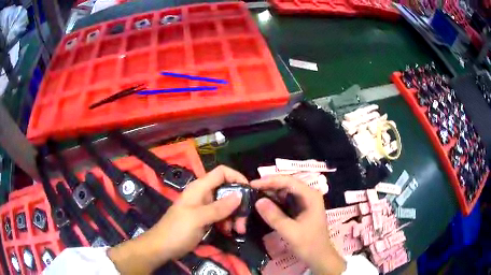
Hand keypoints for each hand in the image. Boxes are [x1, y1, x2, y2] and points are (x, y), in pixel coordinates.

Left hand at [108, 165, 247, 273]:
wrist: (162, 247)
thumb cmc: (177, 230)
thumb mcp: (198, 218)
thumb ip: (219, 207)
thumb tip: (240, 195)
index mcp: (200, 188)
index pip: (221, 172)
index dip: (236, 177)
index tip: (249, 191)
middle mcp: (204, 195)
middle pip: (227, 191)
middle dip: (238, 205)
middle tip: (243, 222)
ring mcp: (204, 208)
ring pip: (226, 206)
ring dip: (234, 217)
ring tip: (237, 230)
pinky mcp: (205, 219)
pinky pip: (221, 217)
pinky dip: (227, 223)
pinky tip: (228, 232)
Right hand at [251, 176, 345, 274]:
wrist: (319, 256)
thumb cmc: (309, 244)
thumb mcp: (290, 232)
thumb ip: (274, 217)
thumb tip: (258, 201)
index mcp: (310, 196)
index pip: (289, 181)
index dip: (270, 181)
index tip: (252, 184)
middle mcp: (308, 195)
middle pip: (286, 184)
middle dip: (269, 186)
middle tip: (250, 190)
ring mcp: (304, 202)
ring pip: (285, 192)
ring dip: (270, 193)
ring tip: (253, 195)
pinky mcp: (300, 209)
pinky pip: (285, 200)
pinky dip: (274, 201)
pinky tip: (263, 204)